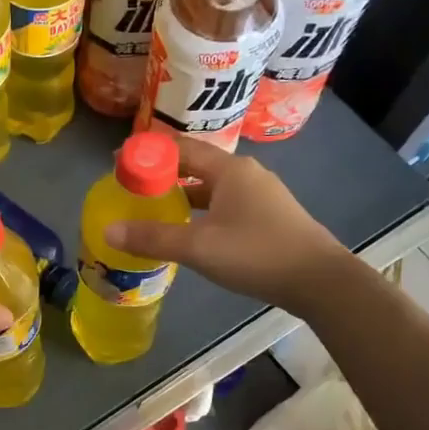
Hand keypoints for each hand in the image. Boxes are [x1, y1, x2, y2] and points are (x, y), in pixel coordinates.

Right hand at [104, 137, 348, 311]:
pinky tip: (188, 229)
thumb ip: (153, 238)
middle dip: (162, 173)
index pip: (181, 148)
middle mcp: (245, 174)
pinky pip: (223, 204)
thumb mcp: (199, 247)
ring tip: (152, 206)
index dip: (148, 152)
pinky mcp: (267, 217)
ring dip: (181, 194)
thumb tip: (108, 231)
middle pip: (195, 165)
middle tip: (131, 186)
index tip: (119, 161)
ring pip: (210, 187)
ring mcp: (259, 196)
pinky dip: (200, 210)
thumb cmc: (257, 254)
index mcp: (229, 169)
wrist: (320, 281)